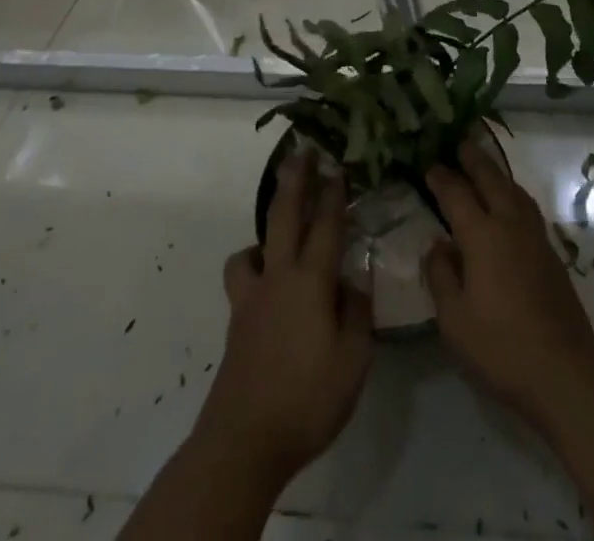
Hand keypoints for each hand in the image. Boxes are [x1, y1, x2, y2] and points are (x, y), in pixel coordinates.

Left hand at [197, 153, 373, 482]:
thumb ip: (357, 314)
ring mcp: (251, 299)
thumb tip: (353, 284)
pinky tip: (266, 284)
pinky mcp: (237, 323)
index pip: (326, 226)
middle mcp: (278, 278)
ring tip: (279, 234)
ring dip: (265, 232)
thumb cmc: (307, 398)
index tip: (339, 165)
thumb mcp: (353, 360)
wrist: (243, 442)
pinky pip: (243, 279)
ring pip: (252, 248)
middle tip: (300, 152)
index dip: (334, 194)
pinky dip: (253, 268)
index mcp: (310, 282)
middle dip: (294, 181)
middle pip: (284, 217)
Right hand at [424, 141, 593, 429]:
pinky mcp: (551, 252)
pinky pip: (526, 206)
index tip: (429, 164)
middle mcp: (510, 224)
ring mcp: (534, 236)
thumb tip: (438, 244)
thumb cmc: (500, 347)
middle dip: (473, 159)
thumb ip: (441, 276)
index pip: (457, 195)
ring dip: (496, 172)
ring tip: (485, 165)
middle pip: (491, 179)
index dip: (441, 178)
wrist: (563, 370)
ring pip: (513, 189)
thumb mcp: (454, 320)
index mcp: (482, 236)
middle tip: (460, 141)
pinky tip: (510, 202)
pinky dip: (513, 192)